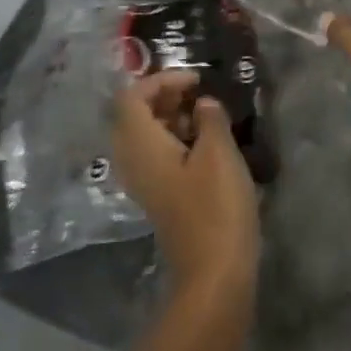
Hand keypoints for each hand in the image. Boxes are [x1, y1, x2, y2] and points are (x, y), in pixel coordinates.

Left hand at [112, 71, 259, 297]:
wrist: (215, 271)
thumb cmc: (216, 206)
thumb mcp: (219, 153)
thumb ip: (210, 118)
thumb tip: (203, 104)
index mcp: (140, 145)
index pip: (132, 97)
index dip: (161, 80)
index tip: (196, 79)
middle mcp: (132, 161)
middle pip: (134, 115)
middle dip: (165, 96)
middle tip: (200, 92)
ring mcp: (144, 181)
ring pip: (146, 135)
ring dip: (172, 116)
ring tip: (208, 113)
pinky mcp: (159, 195)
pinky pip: (156, 153)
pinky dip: (176, 138)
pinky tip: (207, 142)